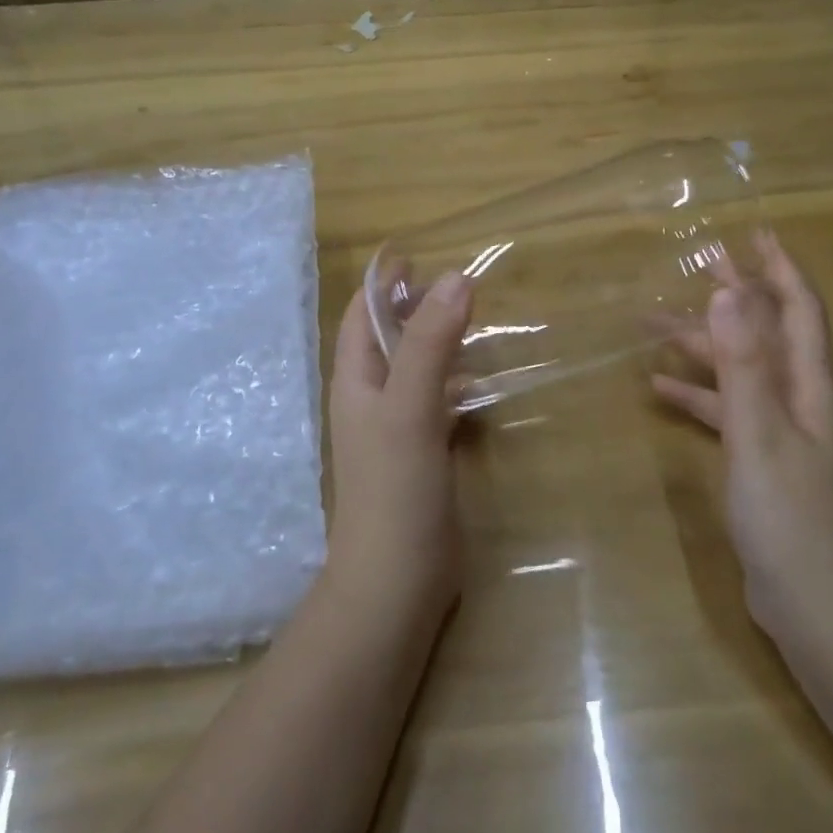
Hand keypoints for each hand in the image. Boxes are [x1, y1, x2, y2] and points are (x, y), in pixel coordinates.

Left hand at [326, 272, 471, 619]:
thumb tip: (456, 277)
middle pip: (387, 338)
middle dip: (412, 306)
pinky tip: (477, 382)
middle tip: (454, 283)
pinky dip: (452, 382)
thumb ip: (430, 343)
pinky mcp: (421, 454)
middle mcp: (370, 399)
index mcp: (355, 381)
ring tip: (471, 319)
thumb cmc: (395, 488)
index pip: (360, 315)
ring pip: (413, 369)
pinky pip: (434, 402)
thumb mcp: (410, 406)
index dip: (382, 282)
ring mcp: (395, 429)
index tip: (414, 252)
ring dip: (435, 341)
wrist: (397, 580)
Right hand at [652, 229, 832, 630]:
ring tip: (652, 327)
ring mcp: (779, 434)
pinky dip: (696, 396)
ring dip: (703, 347)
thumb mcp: (761, 432)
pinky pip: (725, 413)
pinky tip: (659, 390)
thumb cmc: (790, 515)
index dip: (778, 269)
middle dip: (733, 297)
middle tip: (696, 267)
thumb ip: (743, 362)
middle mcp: (798, 402)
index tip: (753, 233)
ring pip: (739, 372)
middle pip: (764, 334)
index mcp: (807, 387)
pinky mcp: (759, 463)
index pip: (798, 311)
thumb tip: (729, 289)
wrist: (816, 607)